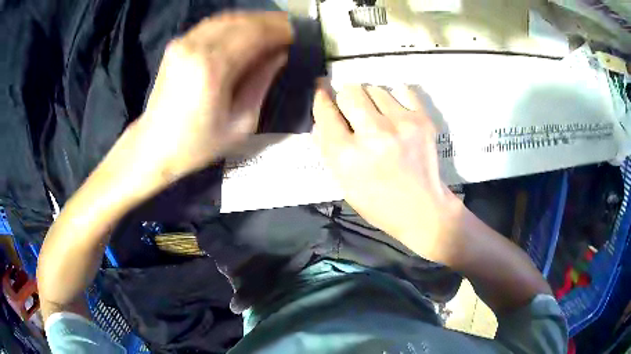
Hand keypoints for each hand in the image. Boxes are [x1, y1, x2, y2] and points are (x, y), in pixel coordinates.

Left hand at [131, 12, 291, 181]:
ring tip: (273, 28)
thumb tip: (279, 55)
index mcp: (214, 69)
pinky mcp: (177, 44)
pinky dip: (234, 23)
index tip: (300, 36)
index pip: (257, 34)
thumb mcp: (241, 123)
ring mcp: (184, 42)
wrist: (155, 145)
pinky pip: (213, 24)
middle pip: (244, 21)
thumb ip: (262, 82)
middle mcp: (197, 47)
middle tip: (291, 30)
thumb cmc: (198, 143)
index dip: (282, 31)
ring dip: (254, 20)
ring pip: (229, 18)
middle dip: (272, 22)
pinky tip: (246, 31)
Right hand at [312, 84, 462, 261]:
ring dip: (371, 100)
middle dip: (346, 98)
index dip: (321, 96)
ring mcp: (400, 124)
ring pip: (374, 88)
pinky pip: (401, 89)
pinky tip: (396, 113)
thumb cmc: (378, 202)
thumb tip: (320, 118)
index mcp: (347, 155)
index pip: (326, 111)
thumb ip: (326, 148)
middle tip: (354, 110)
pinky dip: (395, 97)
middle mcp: (372, 134)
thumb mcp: (342, 182)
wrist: (422, 209)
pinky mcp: (422, 120)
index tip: (321, 88)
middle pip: (350, 91)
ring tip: (379, 117)